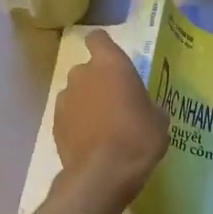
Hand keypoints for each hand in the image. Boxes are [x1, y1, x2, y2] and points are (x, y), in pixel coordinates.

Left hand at [54, 31, 168, 203]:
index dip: (104, 47)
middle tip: (115, 103)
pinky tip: (90, 142)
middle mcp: (82, 74)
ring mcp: (64, 98)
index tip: (113, 61)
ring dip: (86, 103)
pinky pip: (69, 116)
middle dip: (98, 82)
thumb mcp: (158, 120)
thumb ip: (147, 105)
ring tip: (102, 127)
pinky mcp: (54, 123)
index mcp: (110, 64)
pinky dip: (76, 123)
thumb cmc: (138, 138)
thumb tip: (145, 110)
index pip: (98, 39)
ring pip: (76, 93)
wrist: (103, 174)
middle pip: (87, 69)